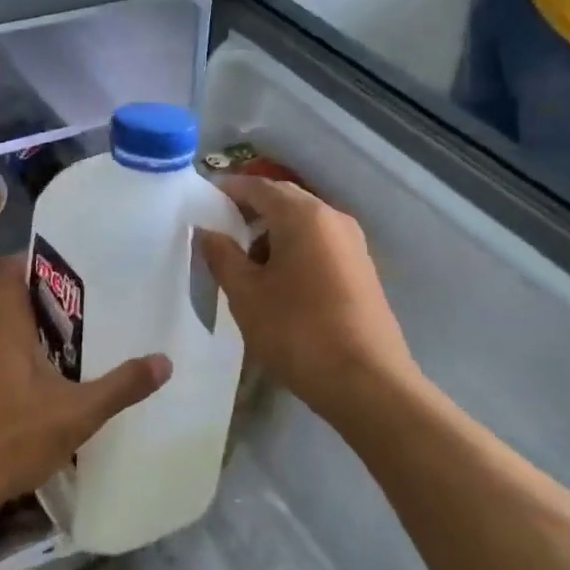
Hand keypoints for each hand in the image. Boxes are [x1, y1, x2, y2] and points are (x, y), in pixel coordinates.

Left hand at [0, 256, 170, 520]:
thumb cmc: (10, 439)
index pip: (9, 268)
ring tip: (63, 340)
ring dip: (23, 327)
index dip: (36, 259)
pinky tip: (32, 383)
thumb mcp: (77, 414)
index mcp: (2, 325)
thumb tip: (164, 361)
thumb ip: (121, 386)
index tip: (70, 267)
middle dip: (39, 296)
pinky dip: (7, 354)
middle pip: (3, 296)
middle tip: (79, 305)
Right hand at [196, 177, 416, 420]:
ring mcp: (353, 244)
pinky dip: (293, 250)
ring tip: (244, 264)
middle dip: (250, 211)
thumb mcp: (247, 295)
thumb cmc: (298, 332)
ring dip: (272, 234)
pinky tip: (277, 283)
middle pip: (284, 201)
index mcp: (303, 215)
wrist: (367, 382)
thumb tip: (208, 232)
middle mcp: (332, 219)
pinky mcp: (362, 270)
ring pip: (303, 225)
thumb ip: (222, 257)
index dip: (228, 190)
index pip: (258, 187)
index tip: (202, 200)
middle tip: (219, 231)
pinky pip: (319, 245)